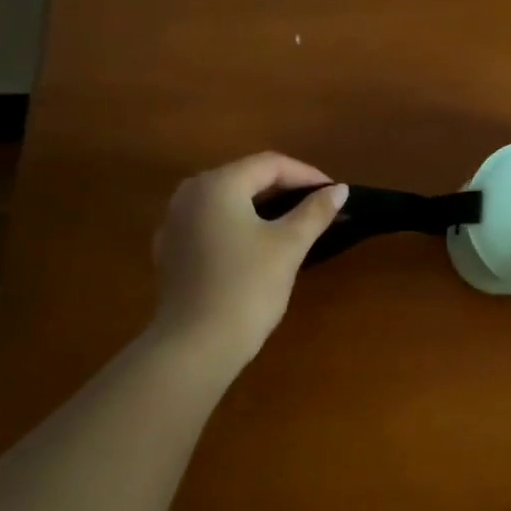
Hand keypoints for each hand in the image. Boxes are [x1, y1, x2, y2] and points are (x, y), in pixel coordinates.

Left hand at [150, 153, 347, 373]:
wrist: (195, 345)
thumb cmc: (247, 288)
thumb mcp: (288, 246)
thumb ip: (315, 212)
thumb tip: (339, 189)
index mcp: (218, 184)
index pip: (270, 164)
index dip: (306, 175)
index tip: (334, 193)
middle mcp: (190, 193)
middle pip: (245, 177)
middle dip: (284, 189)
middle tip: (317, 208)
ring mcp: (174, 222)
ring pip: (226, 201)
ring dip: (261, 206)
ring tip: (292, 224)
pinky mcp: (171, 250)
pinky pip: (210, 223)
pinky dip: (237, 225)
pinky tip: (254, 246)